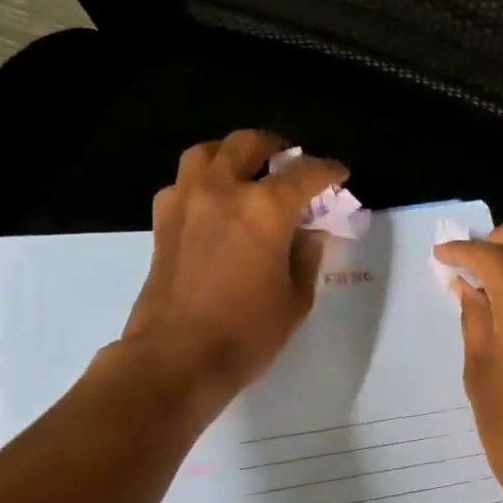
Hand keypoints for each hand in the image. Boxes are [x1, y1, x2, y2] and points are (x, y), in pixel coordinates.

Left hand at [119, 130, 348, 397]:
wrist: (176, 358)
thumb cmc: (246, 334)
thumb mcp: (295, 299)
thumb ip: (306, 256)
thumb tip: (309, 232)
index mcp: (265, 208)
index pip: (305, 174)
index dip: (328, 171)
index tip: (340, 174)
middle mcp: (223, 191)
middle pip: (248, 144)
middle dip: (276, 147)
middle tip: (291, 162)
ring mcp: (186, 201)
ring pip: (208, 152)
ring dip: (232, 153)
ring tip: (248, 170)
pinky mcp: (162, 221)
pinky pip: (183, 182)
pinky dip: (203, 181)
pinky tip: (214, 204)